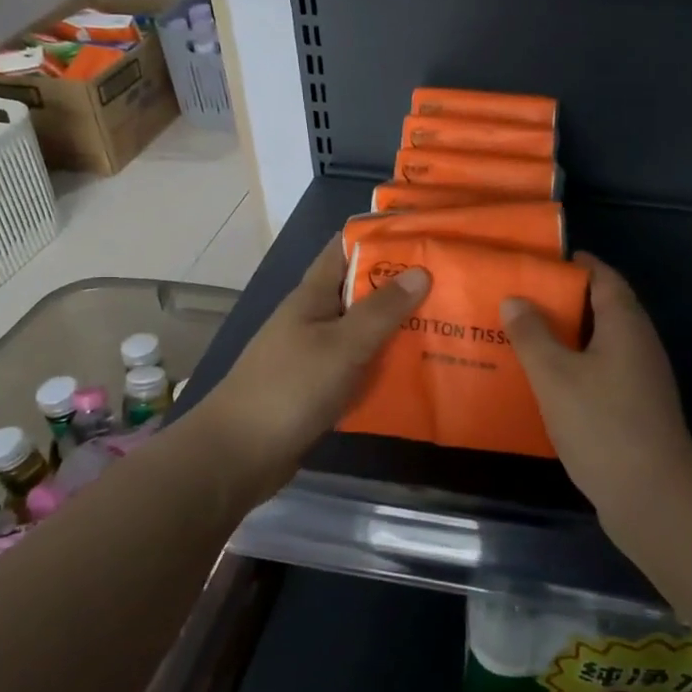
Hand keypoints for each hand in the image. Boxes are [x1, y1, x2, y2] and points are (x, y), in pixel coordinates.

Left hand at [191, 237, 429, 497]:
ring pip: (363, 333)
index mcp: (313, 296)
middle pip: (361, 292)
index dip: (380, 238)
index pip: (345, 250)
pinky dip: (385, 367)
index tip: (424, 237)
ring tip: (448, 326)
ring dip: (397, 330)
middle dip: (401, 287)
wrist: (239, 454)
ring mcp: (315, 355)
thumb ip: (381, 310)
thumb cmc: (290, 388)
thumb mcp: (342, 345)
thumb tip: (420, 271)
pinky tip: (419, 372)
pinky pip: (360, 368)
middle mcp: (314, 319)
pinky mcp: (320, 389)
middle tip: (452, 285)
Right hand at [501, 252, 691, 519]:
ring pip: (600, 343)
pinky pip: (601, 372)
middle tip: (520, 300)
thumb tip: (515, 299)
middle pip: (603, 308)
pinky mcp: (635, 408)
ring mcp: (641, 379)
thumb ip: (532, 335)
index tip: (541, 262)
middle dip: (564, 301)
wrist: (652, 496)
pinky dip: (575, 367)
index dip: (576, 266)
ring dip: (567, 337)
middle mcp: (639, 345)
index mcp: (626, 325)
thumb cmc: (601, 424)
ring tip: (525, 337)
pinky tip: (546, 382)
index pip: (604, 277)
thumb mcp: (555, 375)